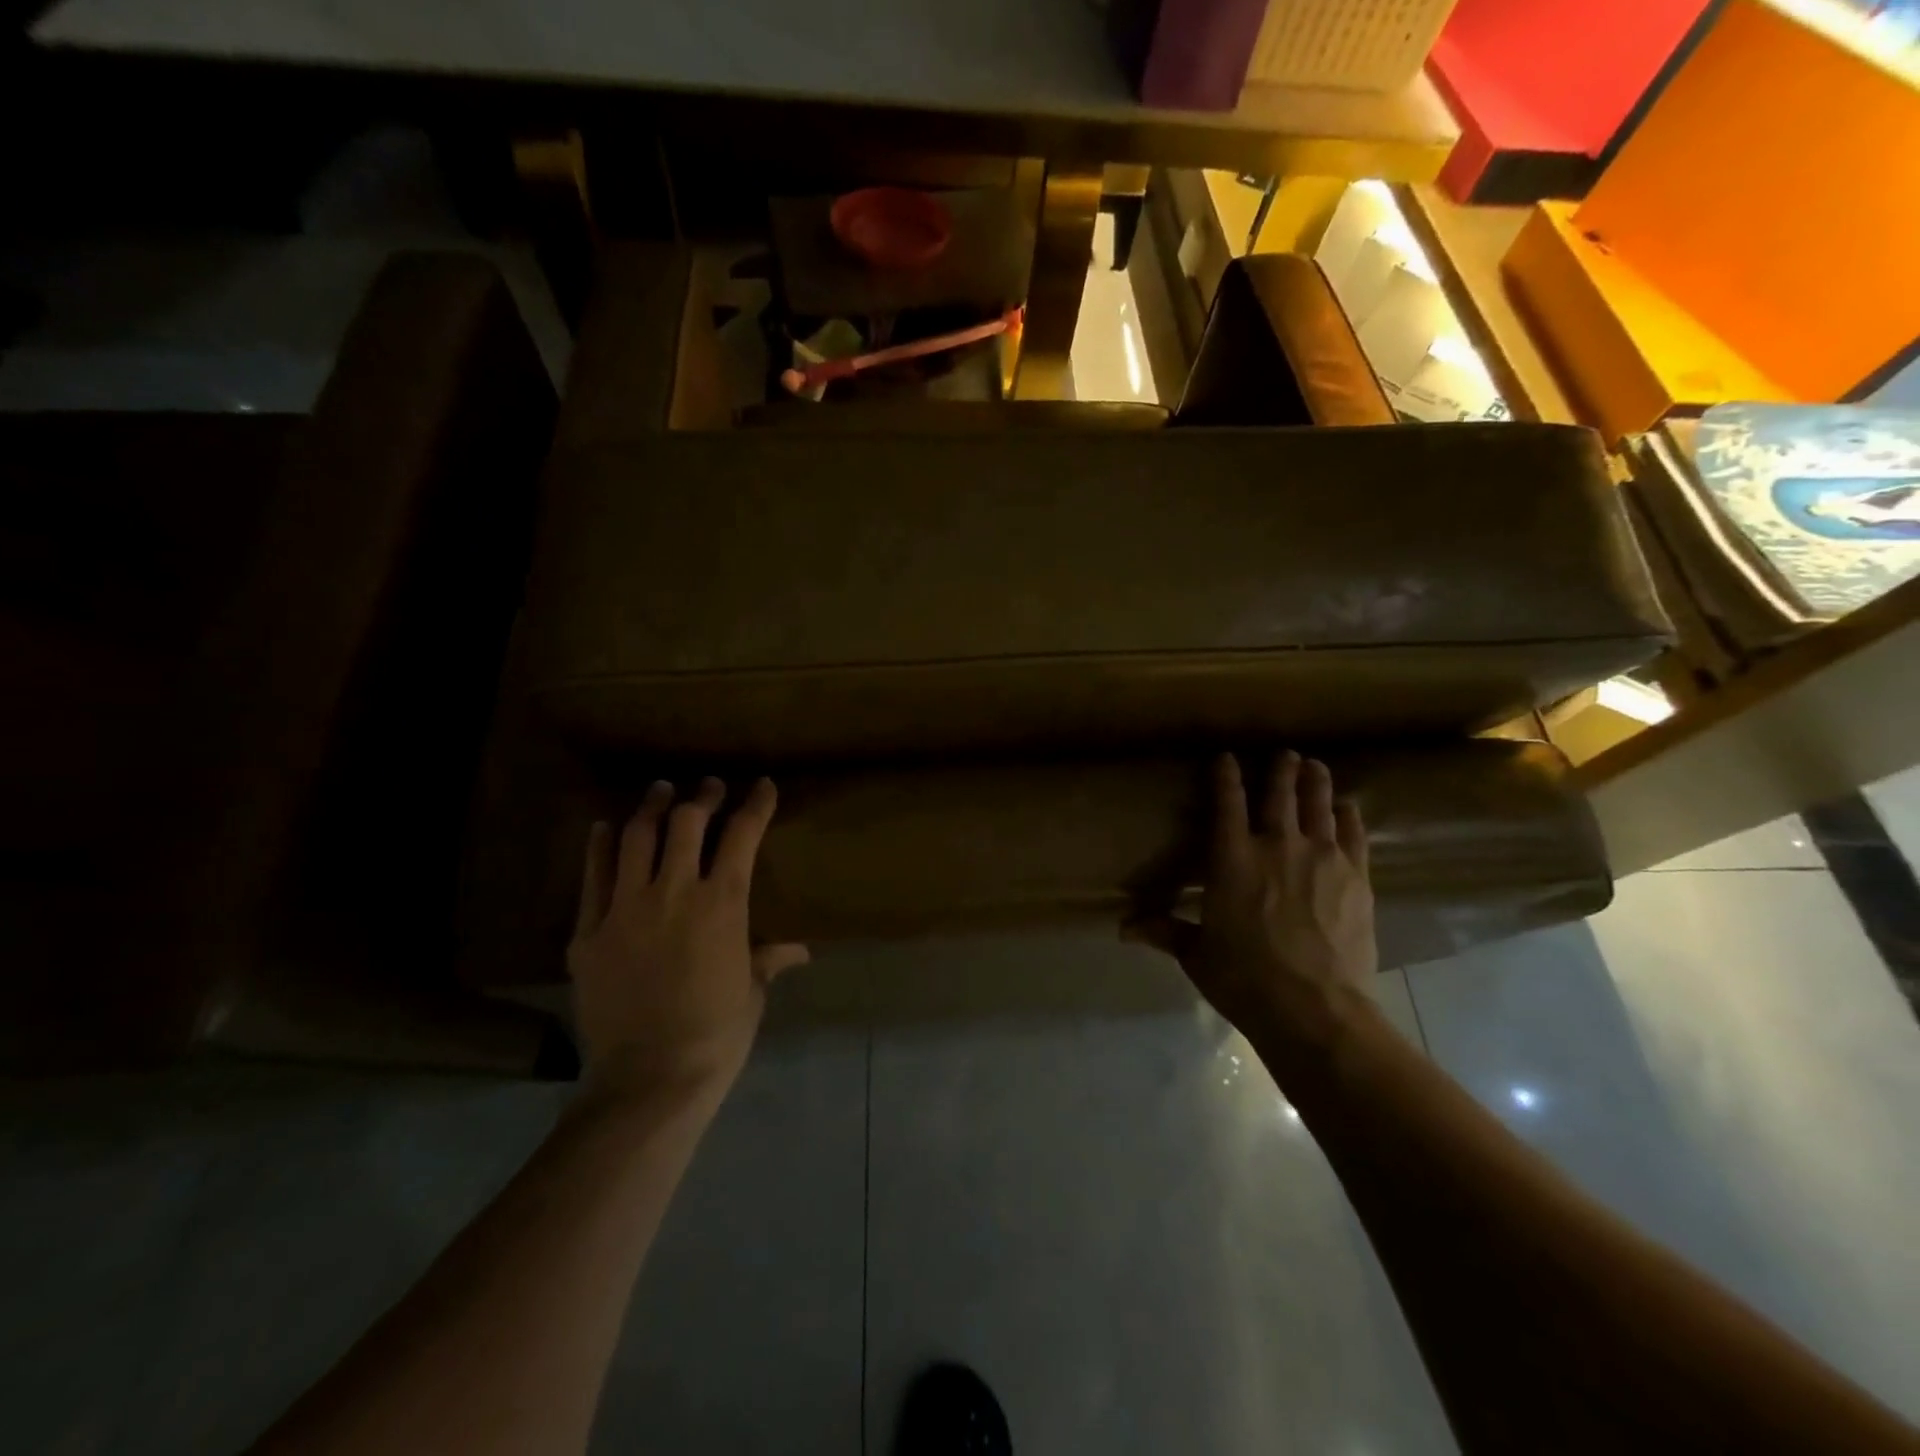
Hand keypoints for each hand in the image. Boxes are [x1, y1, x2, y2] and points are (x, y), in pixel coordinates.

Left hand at [568, 776, 808, 1102]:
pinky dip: (598, 846)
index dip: (755, 804)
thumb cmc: (716, 1035)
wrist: (648, 1079)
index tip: (762, 785)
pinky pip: (591, 876)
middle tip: (708, 787)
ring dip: (651, 808)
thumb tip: (801, 950)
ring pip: (636, 838)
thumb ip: (770, 959)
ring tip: (660, 791)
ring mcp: (625, 908)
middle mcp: (674, 892)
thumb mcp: (752, 992)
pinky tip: (603, 828)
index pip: (743, 835)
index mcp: (722, 903)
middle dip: (702, 797)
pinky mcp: (588, 932)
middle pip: (686, 823)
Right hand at [1130, 751, 1377, 1037]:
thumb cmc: (1244, 978)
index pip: (1227, 803)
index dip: (1225, 776)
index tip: (1226, 757)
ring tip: (1314, 765)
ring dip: (1315, 781)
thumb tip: (1122, 929)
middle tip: (1284, 754)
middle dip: (1280, 769)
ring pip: (1318, 805)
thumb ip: (1164, 931)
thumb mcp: (1196, 954)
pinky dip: (1348, 815)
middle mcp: (1276, 845)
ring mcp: (1321, 858)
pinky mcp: (1356, 877)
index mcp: (1232, 859)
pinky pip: (1353, 834)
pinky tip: (1347, 807)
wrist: (1314, 1009)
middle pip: (1279, 794)